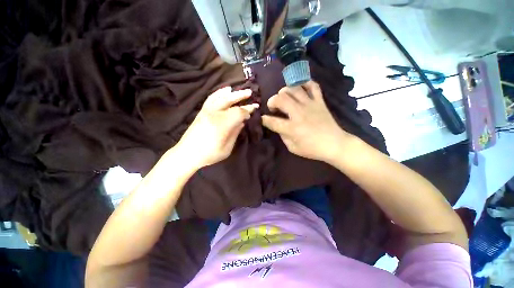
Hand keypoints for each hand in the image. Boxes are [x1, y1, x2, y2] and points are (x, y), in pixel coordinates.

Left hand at [174, 87, 257, 168]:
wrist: (187, 154)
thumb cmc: (209, 154)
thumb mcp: (227, 148)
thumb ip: (235, 133)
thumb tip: (242, 122)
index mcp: (221, 124)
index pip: (238, 112)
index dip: (247, 110)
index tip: (254, 109)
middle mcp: (214, 114)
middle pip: (229, 100)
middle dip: (241, 96)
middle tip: (250, 92)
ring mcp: (206, 111)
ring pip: (220, 97)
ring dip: (231, 93)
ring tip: (238, 89)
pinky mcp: (202, 112)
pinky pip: (211, 98)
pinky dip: (219, 93)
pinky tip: (225, 90)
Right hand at [262, 81, 349, 162]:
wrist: (335, 144)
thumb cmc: (313, 149)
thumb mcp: (293, 148)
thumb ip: (283, 136)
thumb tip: (278, 126)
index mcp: (292, 128)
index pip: (272, 121)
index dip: (264, 119)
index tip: (262, 119)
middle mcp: (299, 113)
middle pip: (280, 99)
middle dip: (272, 101)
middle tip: (273, 107)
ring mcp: (310, 105)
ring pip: (294, 88)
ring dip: (284, 91)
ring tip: (284, 98)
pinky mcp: (319, 101)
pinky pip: (312, 86)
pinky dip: (305, 83)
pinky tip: (300, 88)